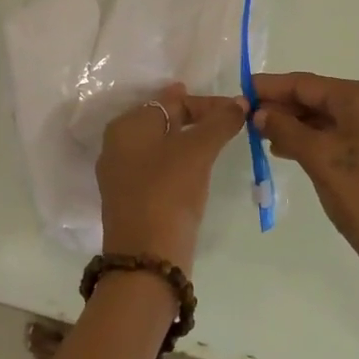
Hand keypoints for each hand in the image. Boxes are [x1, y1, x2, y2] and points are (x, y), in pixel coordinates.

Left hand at [97, 83, 247, 271]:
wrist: (147, 258)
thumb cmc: (168, 192)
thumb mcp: (198, 151)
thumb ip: (220, 122)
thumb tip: (240, 102)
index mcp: (127, 126)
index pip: (171, 100)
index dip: (206, 102)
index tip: (236, 110)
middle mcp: (117, 146)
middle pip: (163, 121)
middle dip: (196, 119)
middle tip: (228, 121)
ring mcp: (122, 175)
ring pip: (161, 146)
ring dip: (189, 141)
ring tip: (218, 142)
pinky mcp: (131, 200)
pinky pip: (159, 170)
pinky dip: (180, 164)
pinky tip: (198, 171)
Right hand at [253, 72, 358, 307]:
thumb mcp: (318, 159)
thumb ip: (285, 129)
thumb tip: (260, 113)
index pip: (307, 83)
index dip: (271, 87)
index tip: (241, 91)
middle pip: (321, 97)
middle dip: (284, 107)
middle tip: (248, 118)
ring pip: (332, 117)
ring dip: (299, 125)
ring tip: (263, 136)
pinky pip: (346, 134)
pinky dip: (318, 139)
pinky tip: (292, 149)